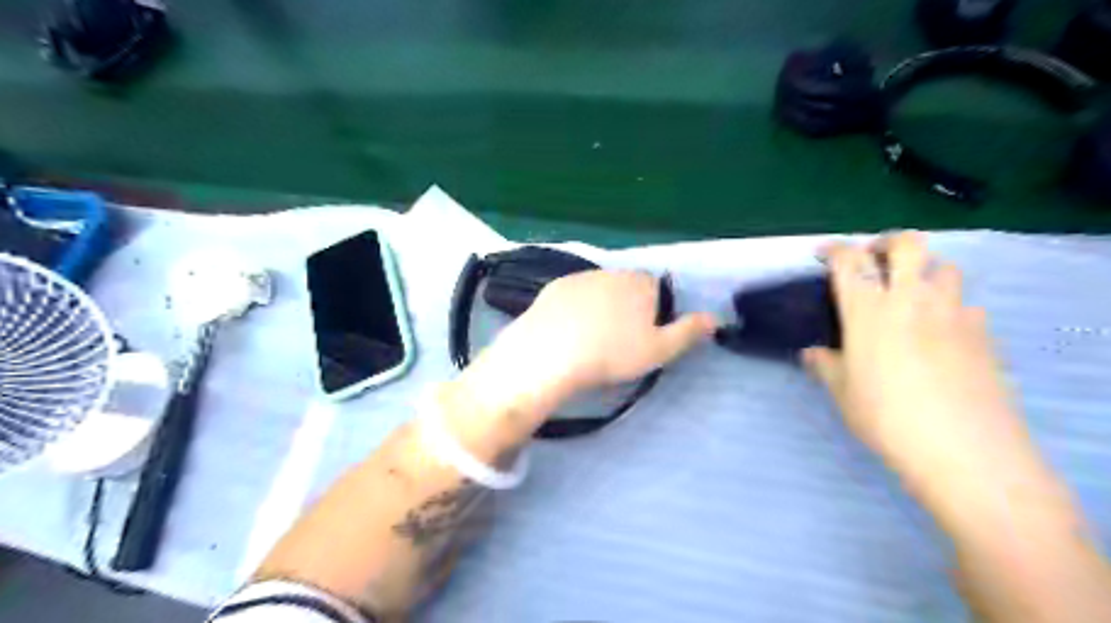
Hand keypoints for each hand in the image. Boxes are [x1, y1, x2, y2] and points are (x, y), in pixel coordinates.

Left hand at [455, 267, 715, 438]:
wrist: (552, 353)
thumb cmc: (612, 354)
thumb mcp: (659, 350)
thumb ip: (688, 332)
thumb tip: (715, 318)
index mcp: (640, 283)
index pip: (655, 288)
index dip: (652, 311)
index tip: (642, 336)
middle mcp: (611, 272)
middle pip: (626, 287)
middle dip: (626, 307)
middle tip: (617, 341)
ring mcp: (579, 277)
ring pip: (598, 290)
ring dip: (599, 306)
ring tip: (591, 338)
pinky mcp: (553, 288)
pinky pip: (572, 296)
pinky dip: (574, 309)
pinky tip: (567, 331)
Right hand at [804, 233, 1038, 496]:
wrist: (963, 448)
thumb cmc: (886, 416)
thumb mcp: (842, 391)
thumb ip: (825, 364)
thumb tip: (813, 353)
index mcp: (868, 309)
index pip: (849, 260)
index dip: (834, 250)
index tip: (823, 255)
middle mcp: (911, 299)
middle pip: (907, 244)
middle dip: (887, 243)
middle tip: (875, 260)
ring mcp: (953, 313)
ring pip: (945, 268)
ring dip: (925, 272)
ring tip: (911, 294)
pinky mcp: (983, 334)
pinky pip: (967, 305)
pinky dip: (952, 308)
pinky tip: (943, 333)